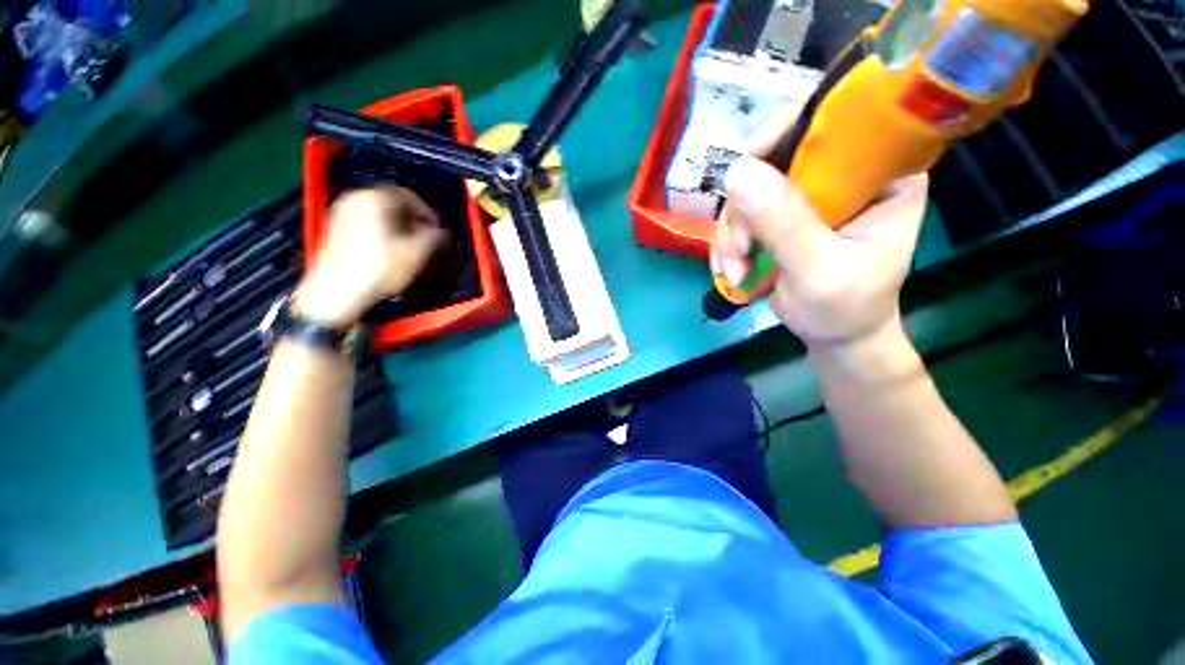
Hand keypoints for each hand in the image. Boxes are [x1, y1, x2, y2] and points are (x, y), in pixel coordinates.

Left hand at [295, 187, 446, 326]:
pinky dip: (380, 230)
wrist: (338, 291)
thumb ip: (435, 237)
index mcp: (376, 197)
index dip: (428, 213)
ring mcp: (342, 211)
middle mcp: (356, 197)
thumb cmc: (381, 268)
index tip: (438, 230)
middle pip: (393, 203)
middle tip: (425, 238)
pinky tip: (388, 249)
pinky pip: (365, 221)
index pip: (410, 196)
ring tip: (408, 245)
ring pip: (379, 213)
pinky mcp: (335, 227)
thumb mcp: (418, 253)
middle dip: (412, 219)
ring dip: (397, 225)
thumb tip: (442, 232)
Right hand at [710, 105, 926, 348]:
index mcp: (882, 172)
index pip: (831, 123)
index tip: (742, 181)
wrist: (834, 333)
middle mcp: (845, 173)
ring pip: (749, 191)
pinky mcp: (784, 215)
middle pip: (775, 159)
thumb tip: (736, 170)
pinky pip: (742, 214)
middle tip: (737, 253)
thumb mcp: (817, 269)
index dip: (779, 139)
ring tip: (733, 272)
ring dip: (731, 235)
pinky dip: (728, 243)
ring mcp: (810, 194)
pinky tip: (730, 270)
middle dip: (744, 211)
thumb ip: (783, 222)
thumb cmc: (843, 307)